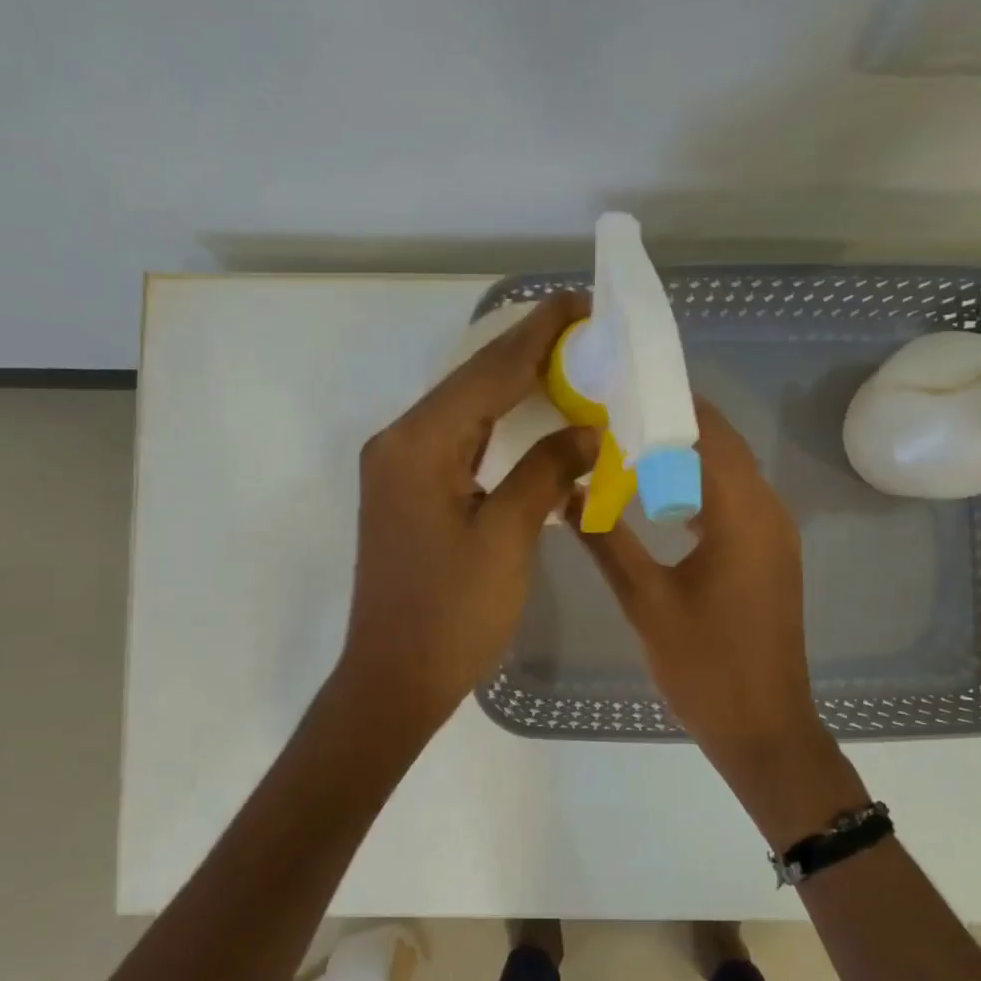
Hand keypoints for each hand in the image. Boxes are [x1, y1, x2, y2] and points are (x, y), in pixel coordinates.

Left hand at [335, 291, 595, 744]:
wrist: (394, 678)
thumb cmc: (452, 614)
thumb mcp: (507, 538)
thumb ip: (545, 472)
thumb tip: (586, 431)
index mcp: (419, 445)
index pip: (488, 373)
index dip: (537, 336)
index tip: (580, 302)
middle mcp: (399, 443)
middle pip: (471, 383)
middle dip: (525, 352)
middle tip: (582, 328)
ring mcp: (398, 468)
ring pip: (463, 410)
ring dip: (511, 385)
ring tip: (564, 360)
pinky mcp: (406, 492)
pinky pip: (457, 441)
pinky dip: (496, 425)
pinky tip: (527, 415)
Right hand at [575, 401, 864, 841]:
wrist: (763, 728)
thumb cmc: (705, 666)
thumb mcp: (646, 601)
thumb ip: (606, 540)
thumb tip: (566, 491)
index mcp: (743, 512)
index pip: (706, 430)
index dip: (664, 402)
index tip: (615, 387)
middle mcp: (767, 509)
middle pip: (719, 443)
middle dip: (668, 423)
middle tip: (609, 412)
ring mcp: (772, 533)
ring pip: (725, 471)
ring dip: (681, 455)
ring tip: (622, 445)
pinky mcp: (767, 554)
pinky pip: (730, 500)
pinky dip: (694, 487)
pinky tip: (654, 496)